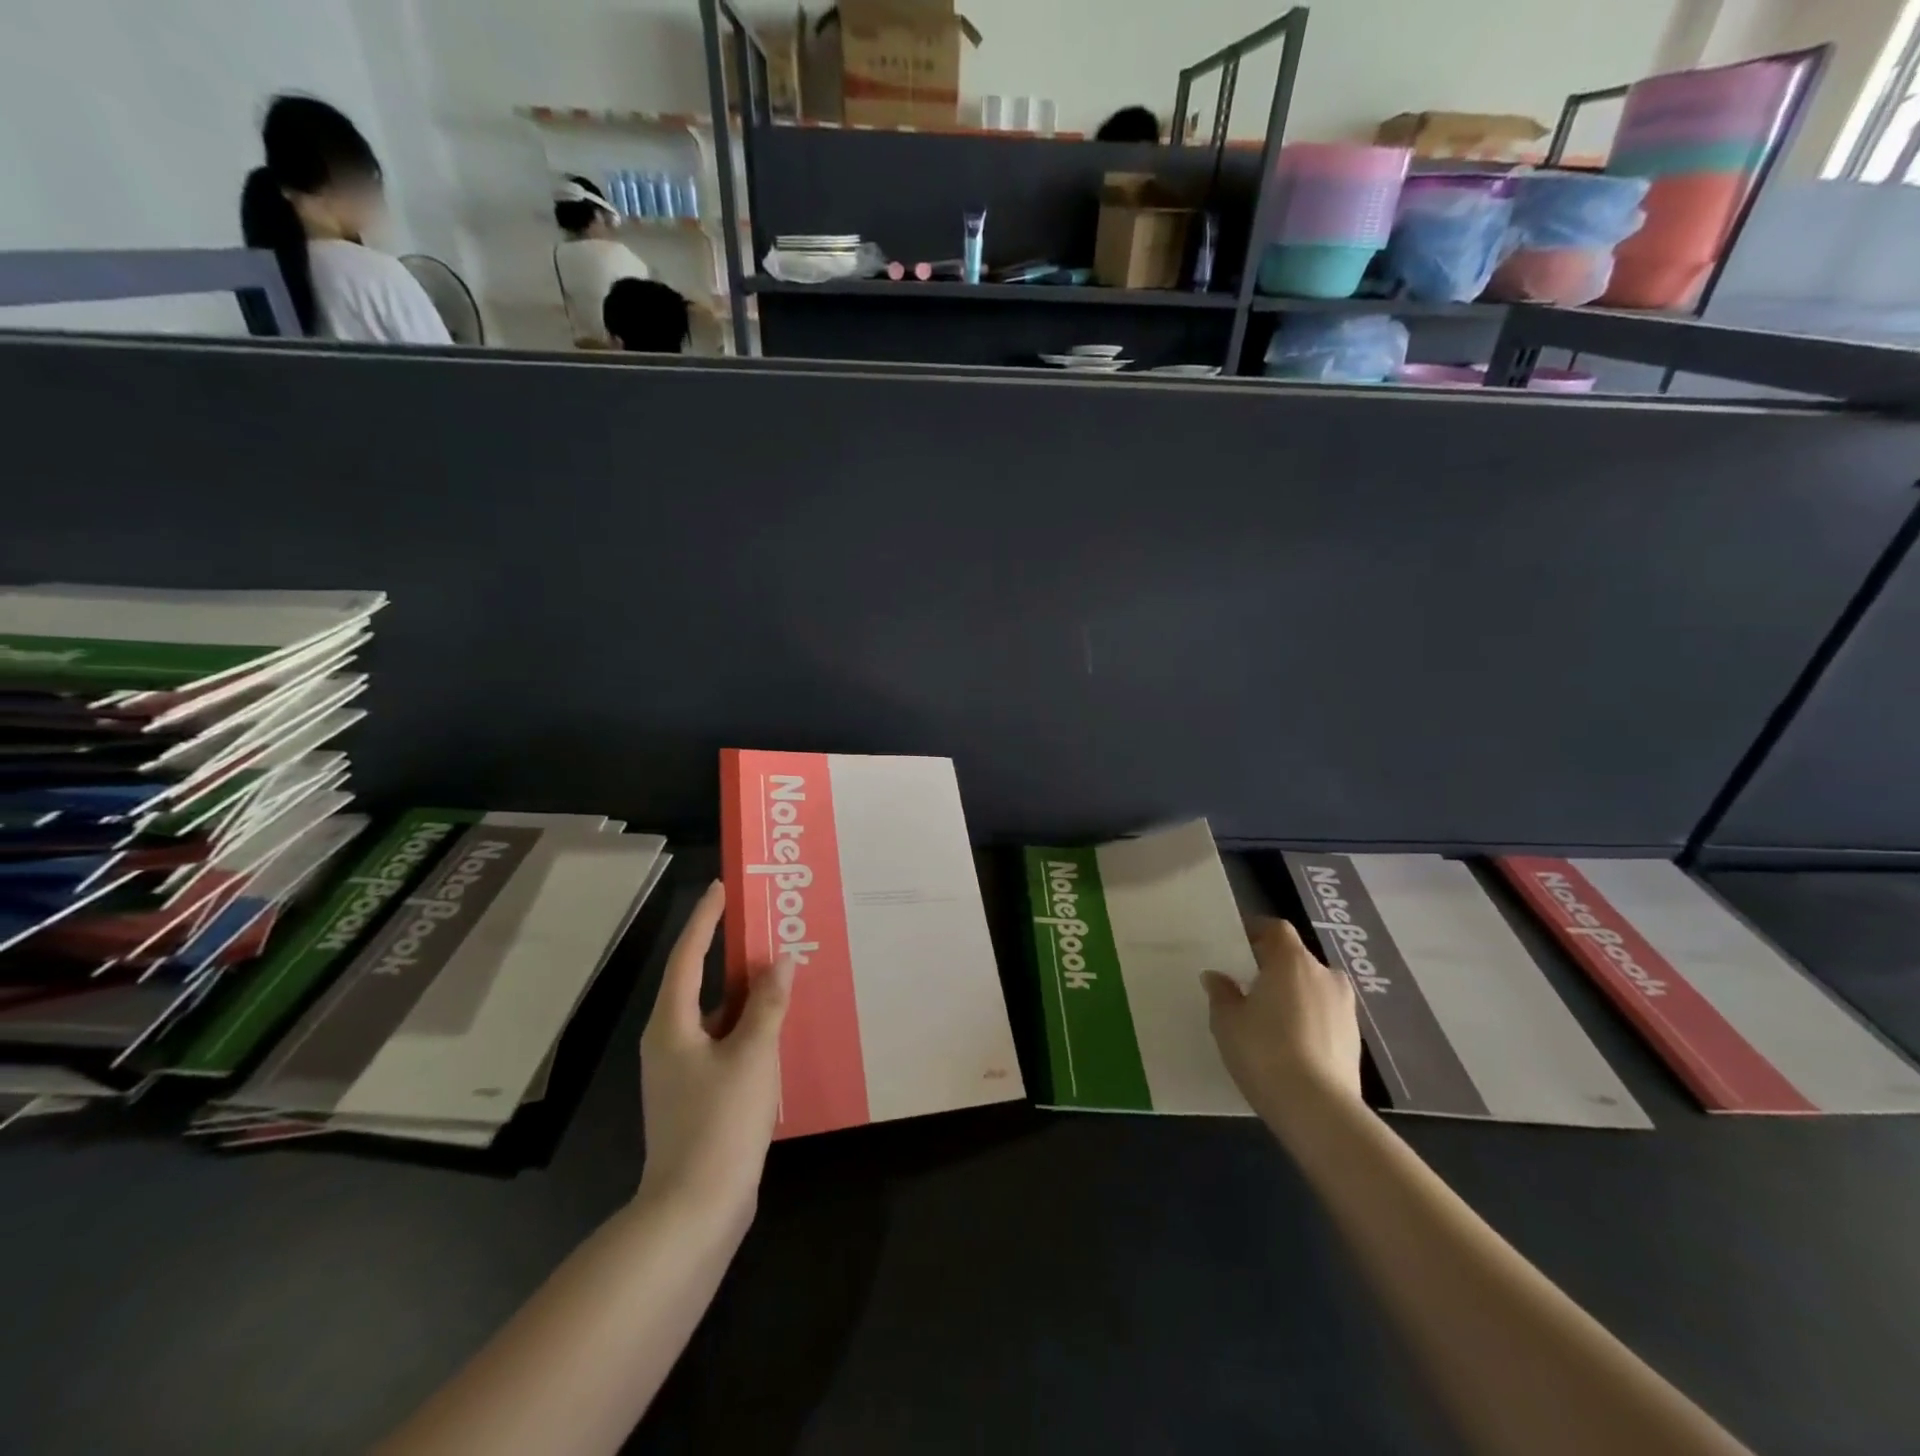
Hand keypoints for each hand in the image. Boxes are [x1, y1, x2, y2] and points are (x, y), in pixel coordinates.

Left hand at [638, 881, 791, 1217]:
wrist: (693, 1211)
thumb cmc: (719, 1122)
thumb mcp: (752, 1055)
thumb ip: (768, 1004)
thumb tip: (782, 960)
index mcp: (672, 1025)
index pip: (688, 956)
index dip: (705, 919)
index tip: (722, 887)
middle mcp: (670, 1042)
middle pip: (701, 983)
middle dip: (732, 955)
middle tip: (768, 928)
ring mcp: (683, 1073)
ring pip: (718, 1017)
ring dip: (747, 995)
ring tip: (784, 974)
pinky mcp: (699, 1097)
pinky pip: (726, 1044)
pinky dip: (750, 1028)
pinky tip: (781, 1029)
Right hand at [1203, 918, 1362, 1125]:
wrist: (1318, 1110)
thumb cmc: (1264, 1052)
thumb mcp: (1227, 1021)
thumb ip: (1222, 993)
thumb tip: (1217, 977)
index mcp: (1292, 961)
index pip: (1277, 929)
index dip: (1257, 932)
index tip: (1238, 945)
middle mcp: (1324, 975)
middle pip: (1296, 959)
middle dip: (1274, 967)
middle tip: (1248, 986)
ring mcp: (1345, 1008)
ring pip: (1313, 988)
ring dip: (1293, 995)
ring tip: (1269, 1018)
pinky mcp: (1355, 1039)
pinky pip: (1324, 1015)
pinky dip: (1308, 1020)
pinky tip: (1290, 1044)